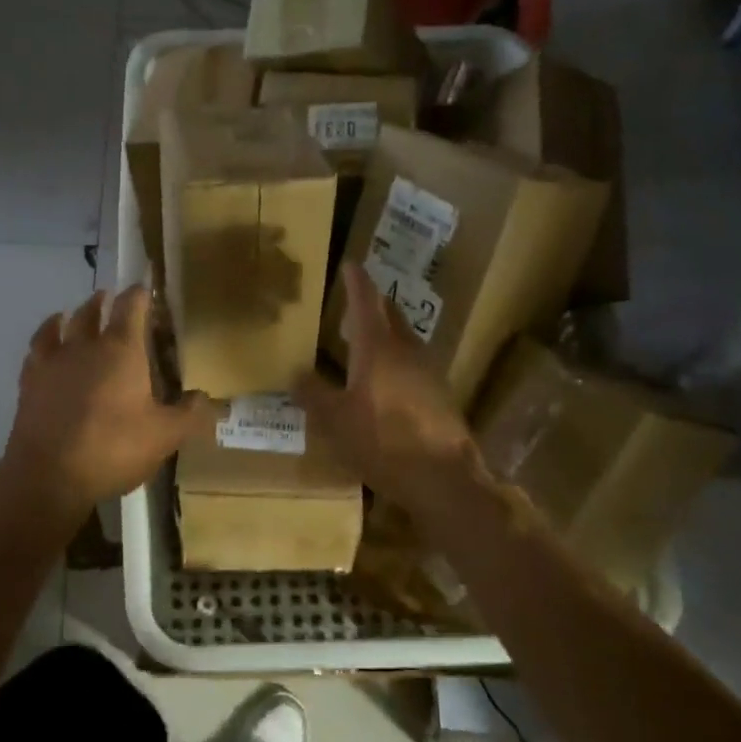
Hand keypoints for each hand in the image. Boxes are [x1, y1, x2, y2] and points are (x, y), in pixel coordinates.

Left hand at [0, 287, 212, 528]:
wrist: (49, 476)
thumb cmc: (113, 449)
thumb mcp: (165, 436)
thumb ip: (190, 415)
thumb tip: (209, 399)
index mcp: (121, 350)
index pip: (131, 306)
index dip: (140, 294)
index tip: (146, 288)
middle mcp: (85, 346)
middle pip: (92, 311)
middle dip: (104, 302)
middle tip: (111, 299)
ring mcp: (52, 362)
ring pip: (60, 325)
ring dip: (72, 315)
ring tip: (73, 314)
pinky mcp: (29, 382)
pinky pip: (36, 350)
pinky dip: (45, 340)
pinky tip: (46, 346)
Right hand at [293, 262, 486, 526]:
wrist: (444, 477)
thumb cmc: (383, 442)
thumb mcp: (336, 421)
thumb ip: (314, 394)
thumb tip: (295, 373)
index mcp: (378, 348)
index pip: (366, 302)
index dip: (356, 281)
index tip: (350, 264)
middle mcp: (407, 351)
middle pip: (390, 315)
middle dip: (372, 304)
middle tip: (352, 302)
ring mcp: (429, 371)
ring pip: (404, 338)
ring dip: (385, 332)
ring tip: (364, 340)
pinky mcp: (440, 394)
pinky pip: (413, 363)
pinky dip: (396, 358)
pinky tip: (386, 379)